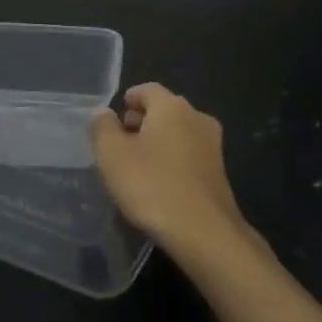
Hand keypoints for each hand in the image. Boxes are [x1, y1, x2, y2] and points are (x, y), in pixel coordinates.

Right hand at [90, 83, 249, 255]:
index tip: (114, 115)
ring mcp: (212, 145)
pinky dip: (172, 159)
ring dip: (157, 141)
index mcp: (172, 106)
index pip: (148, 89)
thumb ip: (103, 128)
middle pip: (165, 109)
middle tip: (120, 139)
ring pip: (178, 132)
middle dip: (141, 120)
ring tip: (135, 163)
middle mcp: (197, 118)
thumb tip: (102, 112)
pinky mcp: (219, 172)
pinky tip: (158, 182)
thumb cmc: (152, 186)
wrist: (204, 232)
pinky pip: (189, 154)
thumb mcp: (113, 155)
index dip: (129, 98)